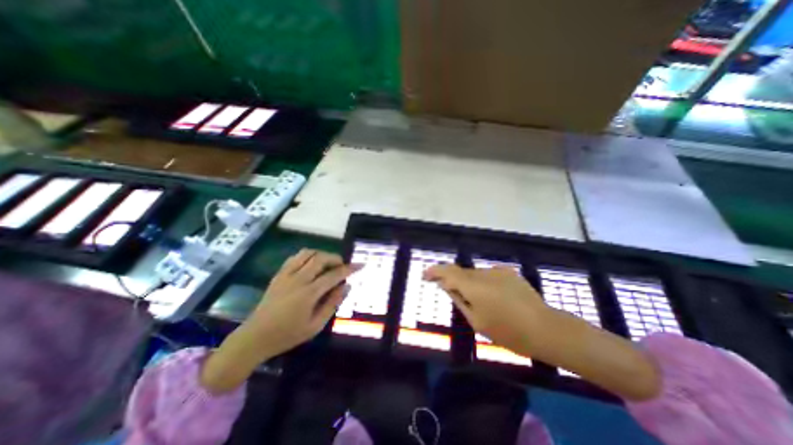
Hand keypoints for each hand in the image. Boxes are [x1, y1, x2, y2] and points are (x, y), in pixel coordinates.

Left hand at [200, 251, 358, 392]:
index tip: (361, 264)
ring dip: (322, 255)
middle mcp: (298, 279)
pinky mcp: (279, 274)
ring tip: (328, 264)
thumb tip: (347, 286)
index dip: (350, 268)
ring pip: (308, 253)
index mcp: (309, 294)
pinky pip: (295, 257)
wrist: (255, 337)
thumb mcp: (315, 325)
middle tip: (342, 266)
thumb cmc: (288, 335)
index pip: (335, 275)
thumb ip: (332, 304)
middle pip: (321, 258)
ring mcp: (286, 275)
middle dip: (336, 258)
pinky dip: (307, 256)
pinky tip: (311, 264)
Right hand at [424, 264, 549, 354]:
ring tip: (476, 300)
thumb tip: (446, 286)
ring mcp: (498, 271)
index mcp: (473, 286)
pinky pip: (488, 275)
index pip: (447, 271)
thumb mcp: (476, 321)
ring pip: (475, 274)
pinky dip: (483, 283)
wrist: (545, 329)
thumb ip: (459, 300)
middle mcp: (483, 273)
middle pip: (461, 272)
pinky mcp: (509, 273)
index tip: (425, 275)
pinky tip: (493, 296)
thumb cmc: (508, 331)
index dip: (434, 271)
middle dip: (452, 280)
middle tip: (449, 292)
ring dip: (469, 283)